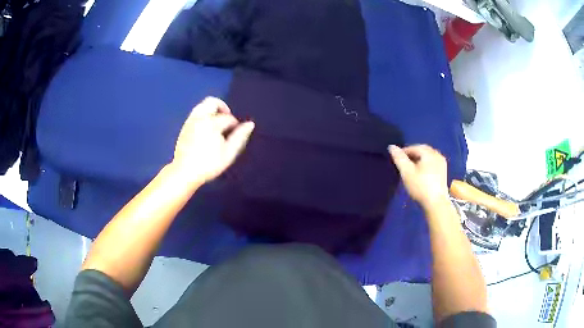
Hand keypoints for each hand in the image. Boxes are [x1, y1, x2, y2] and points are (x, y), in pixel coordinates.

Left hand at [172, 97, 254, 184]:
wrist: (185, 172)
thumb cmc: (209, 164)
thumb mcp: (228, 153)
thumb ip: (240, 137)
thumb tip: (250, 124)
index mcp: (211, 123)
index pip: (227, 117)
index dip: (235, 124)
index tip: (235, 134)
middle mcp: (200, 118)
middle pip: (212, 102)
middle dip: (222, 107)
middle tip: (227, 119)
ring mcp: (190, 121)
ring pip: (202, 105)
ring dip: (212, 110)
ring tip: (217, 123)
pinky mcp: (184, 126)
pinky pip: (196, 113)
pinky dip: (204, 115)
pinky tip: (206, 128)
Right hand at [388, 144, 448, 208]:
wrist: (436, 203)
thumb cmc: (420, 187)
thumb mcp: (407, 172)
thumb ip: (399, 158)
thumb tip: (391, 146)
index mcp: (429, 153)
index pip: (414, 147)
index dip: (404, 151)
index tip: (397, 159)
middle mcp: (437, 155)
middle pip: (422, 150)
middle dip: (412, 154)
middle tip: (403, 163)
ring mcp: (442, 164)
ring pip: (428, 157)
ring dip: (419, 159)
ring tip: (411, 168)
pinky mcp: (443, 172)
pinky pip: (432, 163)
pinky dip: (425, 164)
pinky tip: (420, 173)